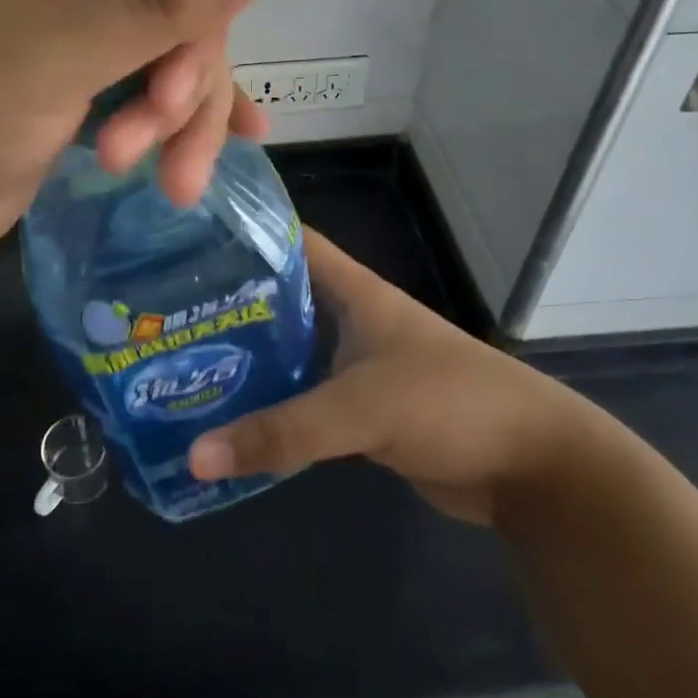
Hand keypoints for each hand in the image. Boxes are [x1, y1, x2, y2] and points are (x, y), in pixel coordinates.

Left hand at [0, 0, 283, 265]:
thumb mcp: (65, 51)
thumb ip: (166, 0)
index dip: (204, 21)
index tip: (184, 92)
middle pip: (185, 16)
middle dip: (185, 90)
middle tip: (155, 152)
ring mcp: (84, 38)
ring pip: (176, 63)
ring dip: (180, 124)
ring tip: (166, 182)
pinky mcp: (85, 92)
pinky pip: (154, 96)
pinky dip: (180, 129)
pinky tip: (206, 159)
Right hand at [187, 229, 590, 525]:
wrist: (532, 466)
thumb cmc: (449, 403)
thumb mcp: (361, 409)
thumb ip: (281, 432)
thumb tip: (194, 455)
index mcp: (354, 291)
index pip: (291, 240)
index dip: (245, 231)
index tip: (186, 237)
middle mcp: (351, 319)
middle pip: (280, 298)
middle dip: (228, 303)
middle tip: (165, 313)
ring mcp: (357, 364)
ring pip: (288, 352)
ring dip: (246, 360)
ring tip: (181, 365)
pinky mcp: (362, 410)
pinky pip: (304, 400)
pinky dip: (271, 407)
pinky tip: (228, 420)